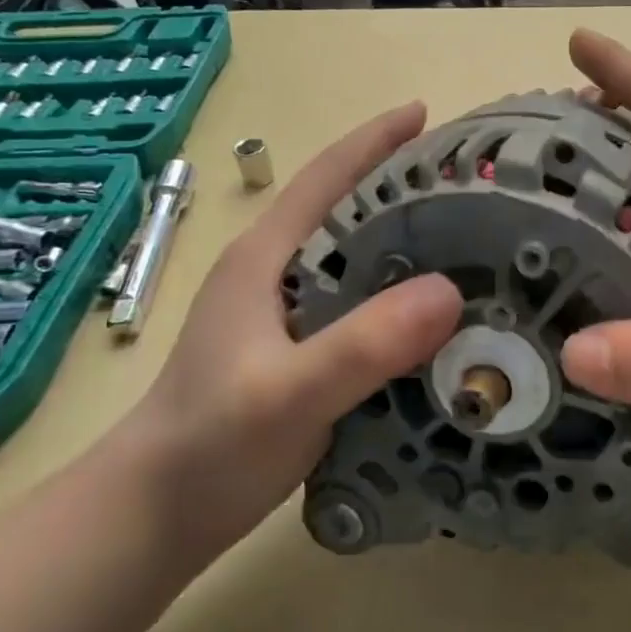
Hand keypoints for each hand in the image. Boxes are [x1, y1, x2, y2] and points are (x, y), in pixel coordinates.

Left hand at [115, 104, 462, 558]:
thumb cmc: (208, 445)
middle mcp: (278, 273)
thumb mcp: (287, 392)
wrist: (154, 519)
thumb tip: (449, 291)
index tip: (428, 112)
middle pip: (350, 210)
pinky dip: (404, 298)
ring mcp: (288, 315)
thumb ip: (363, 343)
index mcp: (266, 258)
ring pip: (361, 261)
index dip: (376, 139)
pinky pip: (365, 306)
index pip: (326, 177)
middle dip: (408, 187)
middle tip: (476, 186)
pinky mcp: (302, 351)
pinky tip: (442, 317)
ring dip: (411, 245)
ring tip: (475, 245)